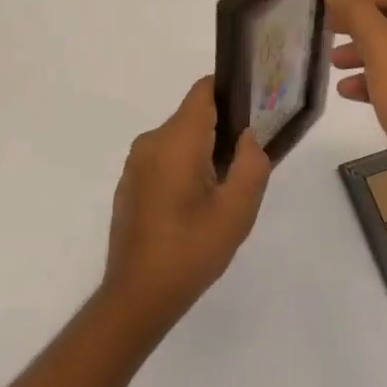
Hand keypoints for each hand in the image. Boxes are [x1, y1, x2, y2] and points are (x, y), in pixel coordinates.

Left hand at [102, 77, 270, 333]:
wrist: (138, 295)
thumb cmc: (191, 250)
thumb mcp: (237, 211)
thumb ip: (251, 164)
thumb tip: (247, 137)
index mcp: (176, 140)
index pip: (203, 91)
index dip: (231, 91)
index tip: (255, 107)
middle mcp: (151, 142)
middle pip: (193, 116)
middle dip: (223, 130)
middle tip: (248, 161)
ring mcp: (136, 164)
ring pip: (179, 140)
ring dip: (204, 153)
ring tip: (226, 188)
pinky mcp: (130, 184)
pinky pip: (164, 159)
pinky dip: (185, 168)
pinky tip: (198, 204)